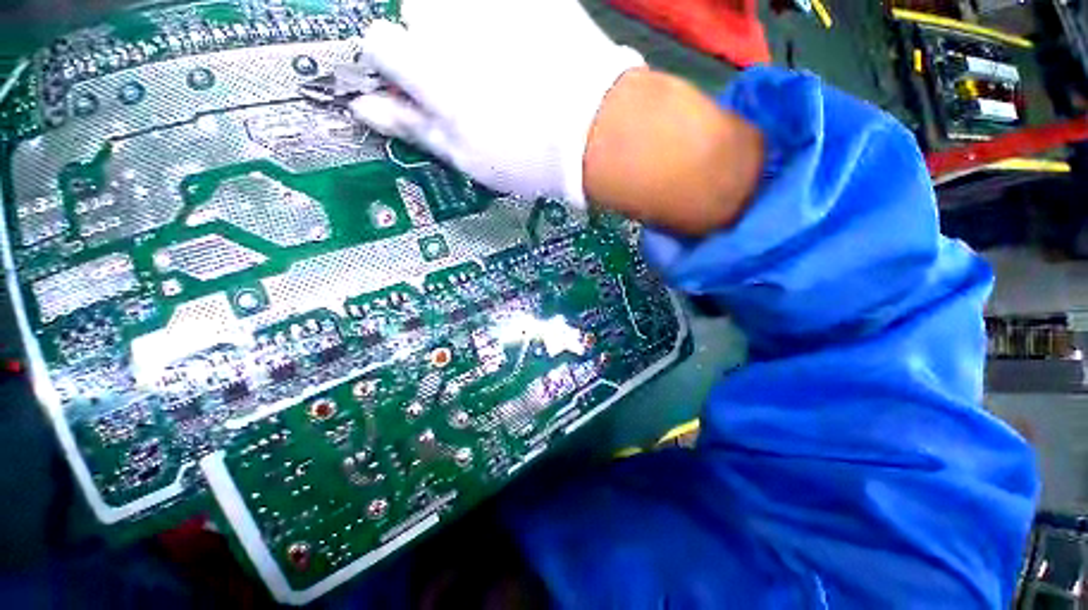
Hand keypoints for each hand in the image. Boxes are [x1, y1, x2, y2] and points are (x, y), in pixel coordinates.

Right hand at [350, 0, 643, 205]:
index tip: (416, 87)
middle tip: (469, 79)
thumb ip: (412, 126)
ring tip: (500, 62)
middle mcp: (448, 19)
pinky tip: (523, 47)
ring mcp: (491, 2)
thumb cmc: (525, 157)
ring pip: (455, 2)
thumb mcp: (466, 157)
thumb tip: (363, 109)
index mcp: (426, 68)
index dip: (396, 68)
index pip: (378, 42)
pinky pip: (500, 2)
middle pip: (415, 11)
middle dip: (432, 40)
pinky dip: (503, 16)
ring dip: (466, 23)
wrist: (592, 131)